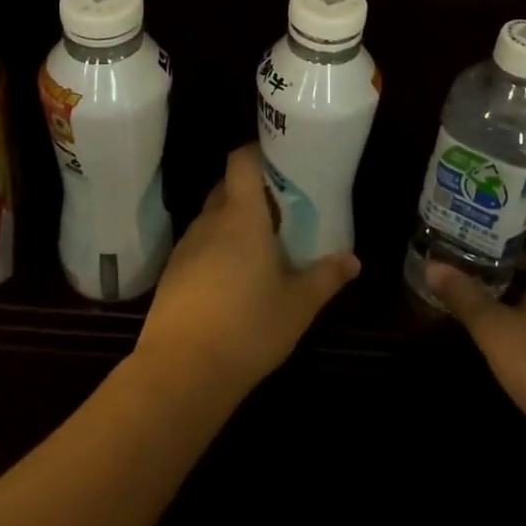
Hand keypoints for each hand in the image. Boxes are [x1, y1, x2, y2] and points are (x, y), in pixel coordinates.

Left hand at [135, 143, 359, 400]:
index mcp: (241, 216)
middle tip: (282, 207)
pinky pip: (199, 244)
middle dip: (252, 190)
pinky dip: (216, 247)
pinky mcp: (171, 273)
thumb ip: (326, 277)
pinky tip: (233, 277)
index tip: (280, 159)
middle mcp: (210, 221)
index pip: (241, 160)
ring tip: (261, 244)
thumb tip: (353, 260)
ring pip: (212, 217)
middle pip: (227, 186)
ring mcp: (186, 246)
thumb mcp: (298, 305)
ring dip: (234, 221)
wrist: (180, 373)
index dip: (257, 152)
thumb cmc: (247, 328)